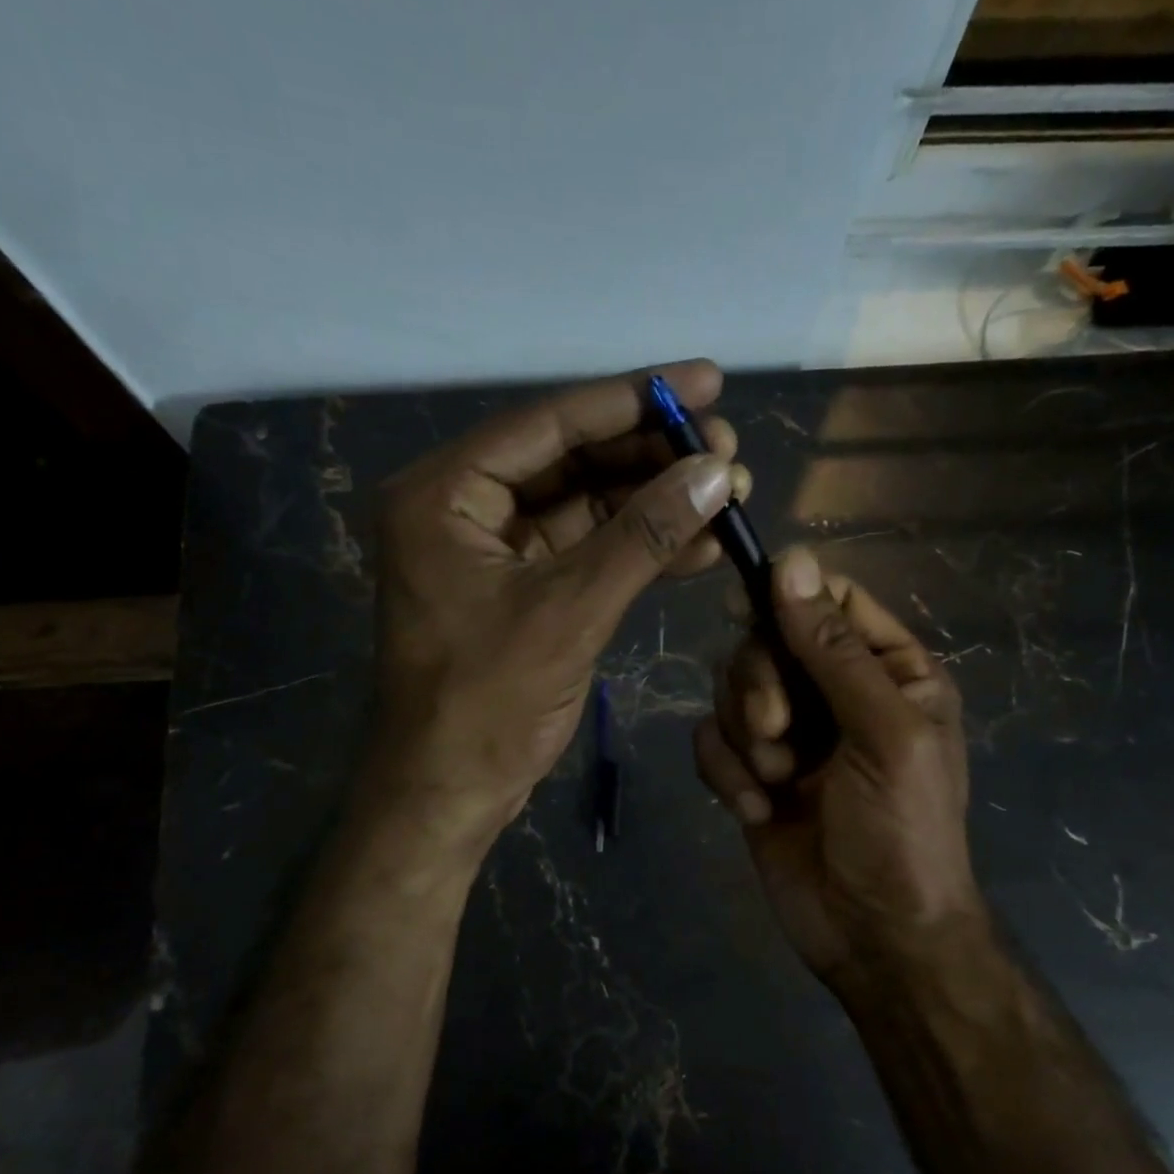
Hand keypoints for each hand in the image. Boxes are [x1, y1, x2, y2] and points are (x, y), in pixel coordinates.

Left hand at [373, 361, 749, 846]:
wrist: (450, 792)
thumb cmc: (488, 703)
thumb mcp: (570, 610)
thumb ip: (643, 535)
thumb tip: (715, 472)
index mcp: (444, 493)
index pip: (549, 423)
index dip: (633, 400)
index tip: (707, 381)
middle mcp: (464, 507)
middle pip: (571, 459)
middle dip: (652, 457)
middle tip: (728, 451)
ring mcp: (494, 549)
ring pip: (587, 505)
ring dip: (655, 502)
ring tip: (729, 496)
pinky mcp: (523, 587)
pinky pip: (588, 550)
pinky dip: (640, 548)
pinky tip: (701, 546)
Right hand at [694, 547, 987, 990]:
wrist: (874, 937)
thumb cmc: (902, 831)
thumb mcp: (883, 733)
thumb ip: (833, 649)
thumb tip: (790, 559)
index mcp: (886, 670)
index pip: (830, 601)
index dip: (788, 599)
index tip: (749, 614)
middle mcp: (834, 691)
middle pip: (766, 640)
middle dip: (760, 685)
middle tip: (777, 733)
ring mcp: (789, 732)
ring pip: (730, 688)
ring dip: (745, 736)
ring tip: (777, 782)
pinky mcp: (749, 771)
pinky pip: (711, 740)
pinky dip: (725, 773)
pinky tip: (756, 811)